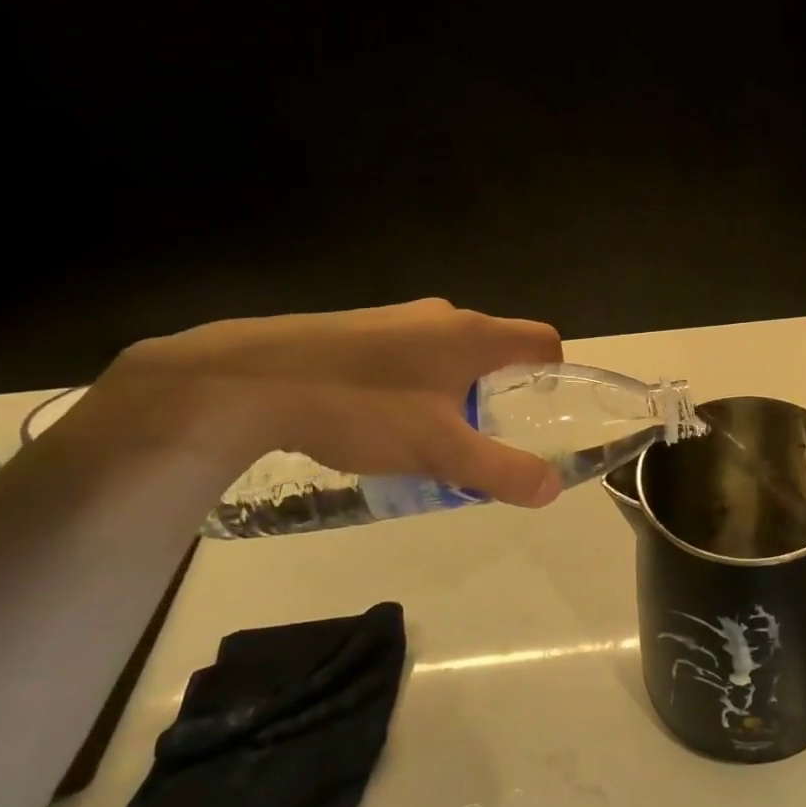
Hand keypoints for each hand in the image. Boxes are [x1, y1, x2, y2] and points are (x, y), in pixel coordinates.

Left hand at [102, 299, 564, 506]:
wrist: (249, 380)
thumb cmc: (362, 407)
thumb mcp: (440, 450)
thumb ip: (501, 470)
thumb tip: (551, 489)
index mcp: (473, 335)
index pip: (542, 340)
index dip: (555, 373)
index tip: (544, 411)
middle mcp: (442, 317)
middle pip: (496, 349)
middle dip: (502, 393)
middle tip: (487, 437)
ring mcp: (397, 320)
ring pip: (450, 355)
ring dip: (457, 392)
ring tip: (433, 438)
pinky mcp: (360, 331)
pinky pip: (411, 356)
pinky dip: (418, 386)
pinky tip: (383, 422)